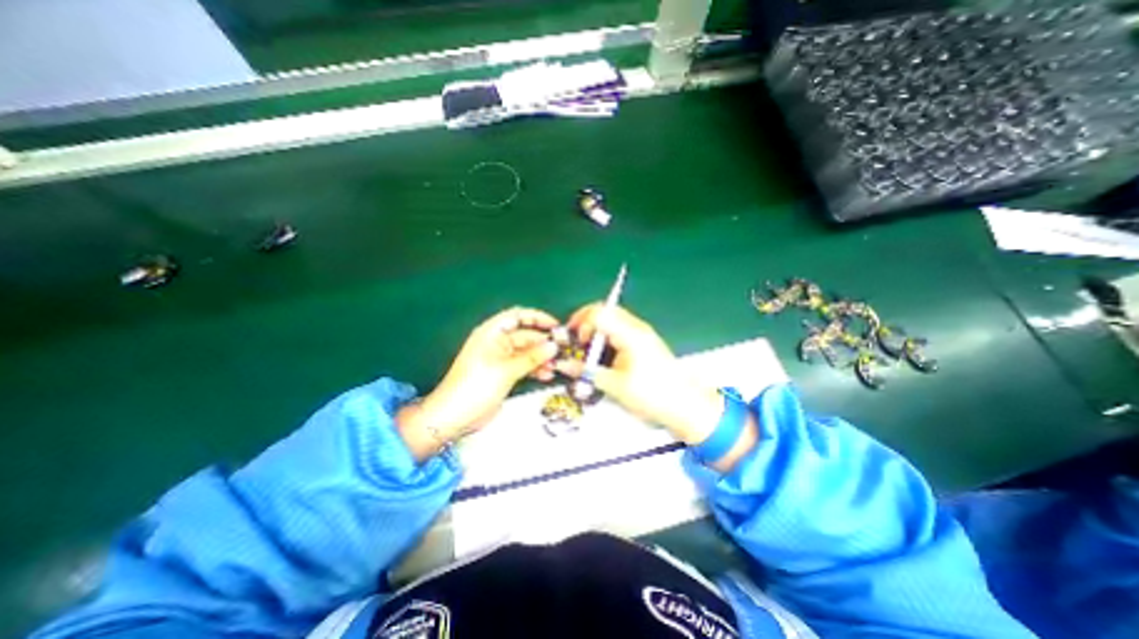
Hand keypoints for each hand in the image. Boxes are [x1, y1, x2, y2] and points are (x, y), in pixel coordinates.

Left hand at [401, 303, 559, 458]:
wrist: (453, 417)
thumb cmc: (476, 386)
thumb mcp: (506, 369)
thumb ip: (532, 357)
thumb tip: (554, 345)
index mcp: (492, 333)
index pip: (518, 316)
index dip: (537, 317)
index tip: (556, 326)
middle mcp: (497, 342)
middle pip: (525, 335)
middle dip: (543, 342)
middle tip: (562, 351)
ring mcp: (501, 359)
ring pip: (527, 352)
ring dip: (541, 358)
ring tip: (556, 366)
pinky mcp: (504, 373)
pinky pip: (524, 365)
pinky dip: (535, 368)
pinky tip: (547, 375)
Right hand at [560, 303, 720, 443]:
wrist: (686, 405)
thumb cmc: (652, 394)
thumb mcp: (615, 385)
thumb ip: (586, 372)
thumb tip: (563, 365)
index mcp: (630, 334)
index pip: (600, 312)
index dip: (582, 322)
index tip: (575, 339)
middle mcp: (636, 327)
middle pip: (606, 310)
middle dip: (586, 320)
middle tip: (575, 337)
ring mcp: (642, 333)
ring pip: (612, 318)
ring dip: (596, 327)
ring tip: (586, 346)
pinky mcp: (644, 341)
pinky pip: (620, 328)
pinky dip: (606, 334)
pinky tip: (602, 352)